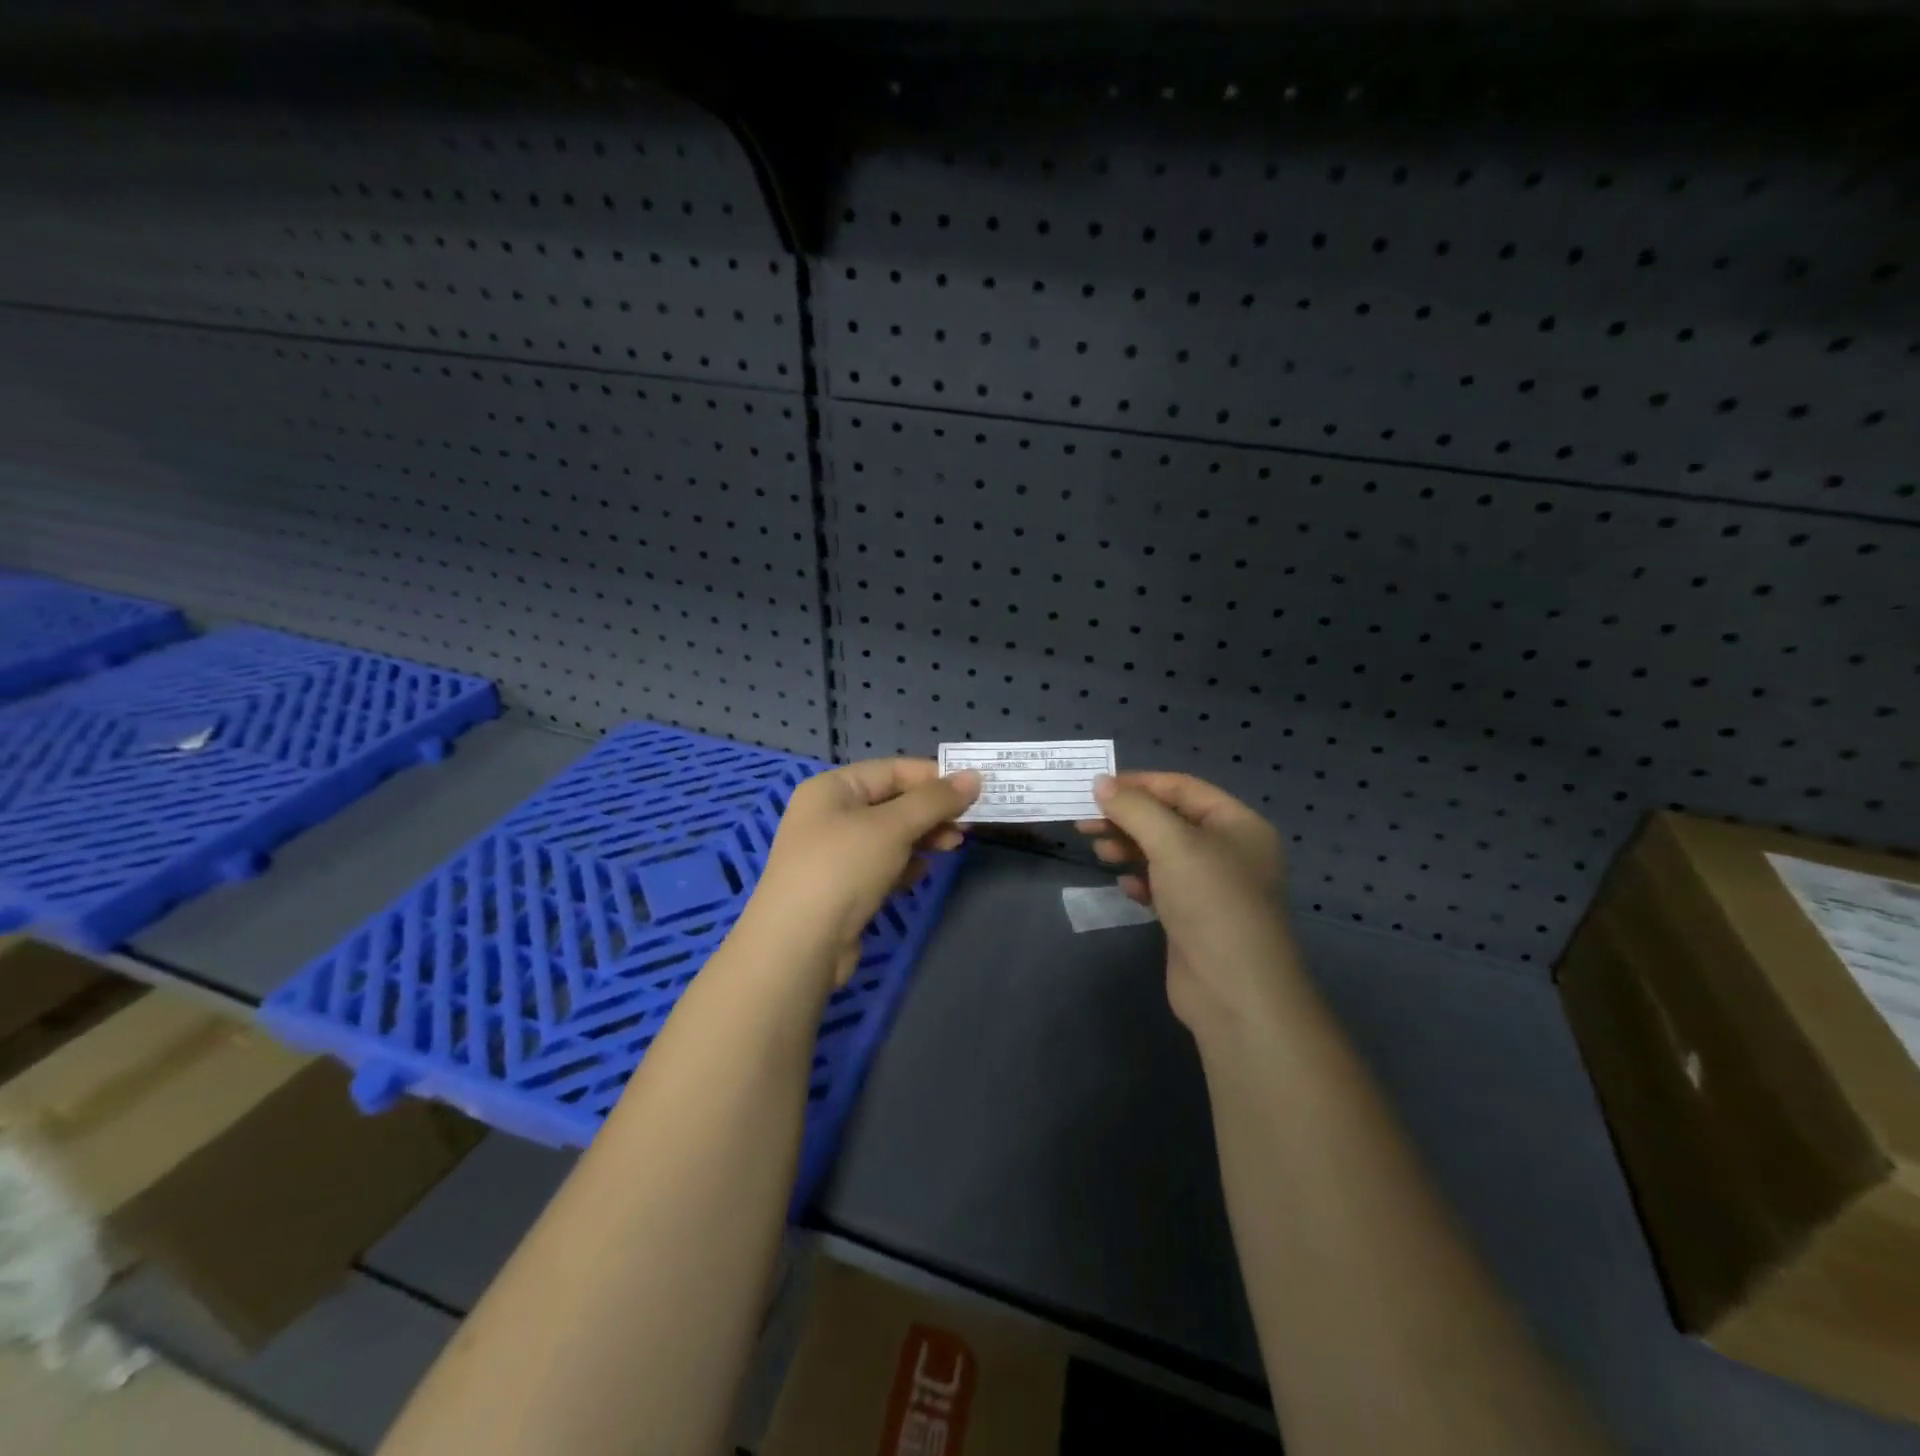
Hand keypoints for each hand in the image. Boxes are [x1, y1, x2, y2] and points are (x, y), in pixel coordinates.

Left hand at [740, 758, 980, 989]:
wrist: (798, 946)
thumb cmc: (843, 869)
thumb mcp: (892, 827)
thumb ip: (935, 800)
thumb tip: (974, 776)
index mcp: (832, 788)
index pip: (891, 770)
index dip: (933, 777)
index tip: (973, 789)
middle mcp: (829, 815)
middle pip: (892, 802)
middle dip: (931, 811)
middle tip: (967, 825)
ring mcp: (832, 854)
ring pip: (889, 835)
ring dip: (922, 838)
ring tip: (953, 847)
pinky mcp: (840, 888)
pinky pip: (880, 865)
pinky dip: (903, 865)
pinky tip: (920, 874)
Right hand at [1077, 772, 1295, 1032]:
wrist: (1235, 991)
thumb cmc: (1210, 902)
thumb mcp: (1172, 843)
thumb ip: (1134, 808)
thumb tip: (1101, 783)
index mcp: (1238, 824)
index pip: (1183, 788)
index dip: (1139, 784)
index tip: (1097, 788)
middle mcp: (1229, 851)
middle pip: (1169, 820)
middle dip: (1127, 818)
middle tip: (1085, 822)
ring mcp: (1213, 888)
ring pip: (1163, 854)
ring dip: (1129, 847)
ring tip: (1097, 851)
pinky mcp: (1195, 919)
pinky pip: (1163, 886)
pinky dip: (1140, 879)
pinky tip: (1123, 885)